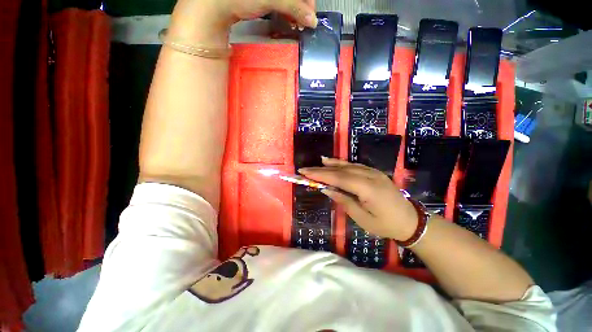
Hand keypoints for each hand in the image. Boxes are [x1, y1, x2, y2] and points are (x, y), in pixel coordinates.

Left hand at [169, 0, 316, 43]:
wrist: (214, 5)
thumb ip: (294, 6)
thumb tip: (312, 21)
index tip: (310, 14)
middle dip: (301, 4)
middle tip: (303, 21)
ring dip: (294, 8)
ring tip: (295, 22)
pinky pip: (279, 0)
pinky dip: (286, 8)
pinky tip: (287, 17)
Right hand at [299, 158, 418, 240]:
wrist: (411, 221)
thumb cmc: (385, 224)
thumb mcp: (362, 218)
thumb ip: (344, 200)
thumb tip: (327, 189)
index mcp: (367, 188)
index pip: (338, 178)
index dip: (320, 174)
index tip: (305, 172)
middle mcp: (370, 176)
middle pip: (341, 170)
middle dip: (321, 169)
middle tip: (305, 169)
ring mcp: (373, 172)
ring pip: (348, 165)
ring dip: (331, 164)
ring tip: (318, 163)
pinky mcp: (374, 173)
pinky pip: (355, 166)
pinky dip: (342, 164)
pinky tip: (335, 163)